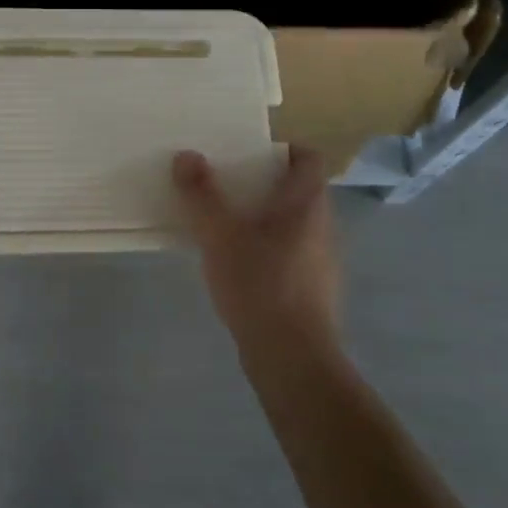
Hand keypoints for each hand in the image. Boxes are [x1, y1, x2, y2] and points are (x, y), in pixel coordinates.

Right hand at [173, 147, 339, 358]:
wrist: (293, 359)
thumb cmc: (260, 283)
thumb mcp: (220, 234)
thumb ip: (201, 193)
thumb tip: (186, 155)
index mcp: (307, 203)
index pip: (308, 158)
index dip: (283, 149)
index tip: (248, 152)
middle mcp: (322, 226)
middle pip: (298, 190)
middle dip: (262, 183)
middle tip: (224, 183)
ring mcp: (320, 261)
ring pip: (292, 224)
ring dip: (262, 218)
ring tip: (223, 222)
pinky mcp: (312, 291)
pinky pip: (288, 254)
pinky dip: (265, 249)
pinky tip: (235, 265)